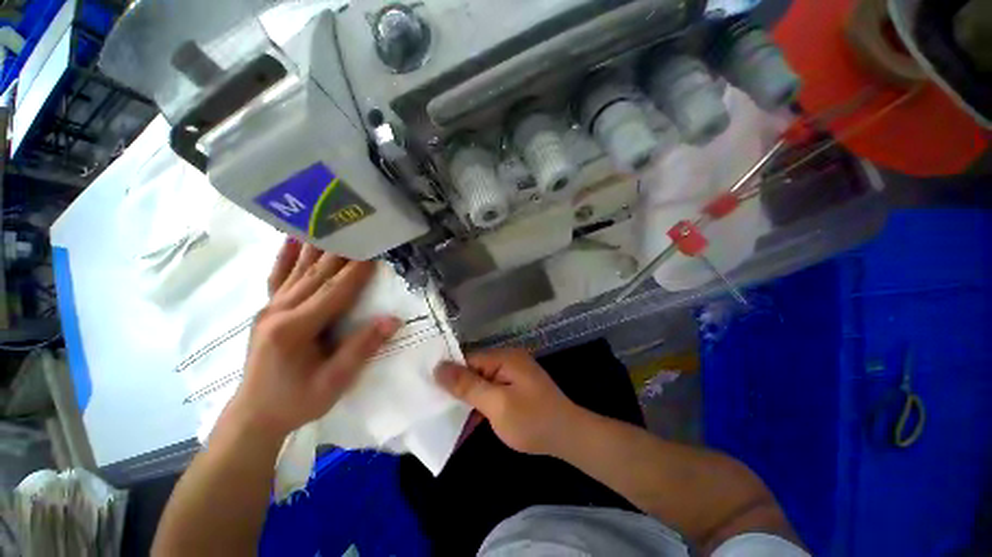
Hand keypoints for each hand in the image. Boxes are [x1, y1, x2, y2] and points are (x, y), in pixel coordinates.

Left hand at [229, 238, 400, 438]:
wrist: (255, 415)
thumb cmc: (296, 401)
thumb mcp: (334, 382)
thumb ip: (361, 348)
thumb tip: (392, 320)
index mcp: (295, 328)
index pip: (335, 291)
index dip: (358, 271)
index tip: (376, 250)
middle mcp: (279, 310)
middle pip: (317, 274)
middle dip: (342, 251)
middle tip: (359, 229)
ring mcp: (269, 308)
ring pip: (299, 270)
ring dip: (318, 246)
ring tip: (330, 222)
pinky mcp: (268, 310)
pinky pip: (279, 276)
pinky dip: (287, 255)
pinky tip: (293, 238)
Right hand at [435, 349, 582, 456]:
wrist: (569, 437)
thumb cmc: (532, 421)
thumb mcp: (496, 404)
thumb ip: (467, 385)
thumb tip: (438, 367)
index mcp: (504, 358)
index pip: (468, 359)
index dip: (449, 373)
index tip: (428, 389)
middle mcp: (508, 361)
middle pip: (474, 370)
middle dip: (457, 389)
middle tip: (433, 406)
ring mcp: (513, 375)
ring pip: (482, 383)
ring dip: (468, 400)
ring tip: (444, 417)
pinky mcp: (515, 388)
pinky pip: (492, 392)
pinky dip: (480, 406)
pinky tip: (467, 422)